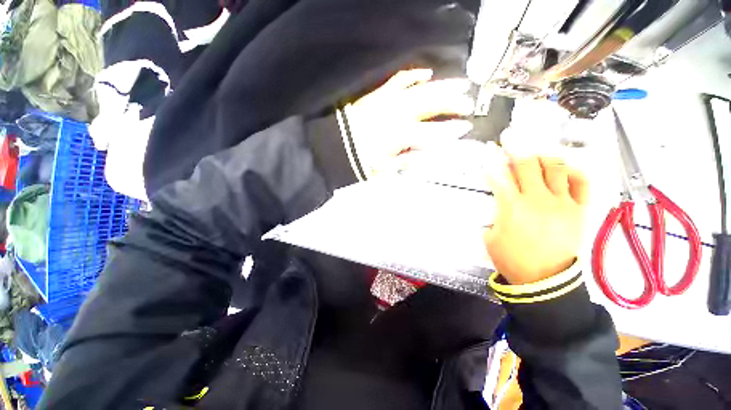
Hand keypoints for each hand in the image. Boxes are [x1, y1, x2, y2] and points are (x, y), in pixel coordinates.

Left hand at [344, 68, 473, 176]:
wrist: (338, 145)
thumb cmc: (363, 160)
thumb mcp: (387, 168)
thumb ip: (410, 160)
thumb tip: (431, 154)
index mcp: (402, 135)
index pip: (433, 132)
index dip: (451, 131)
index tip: (465, 128)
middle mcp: (400, 114)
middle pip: (433, 105)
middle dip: (454, 104)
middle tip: (469, 104)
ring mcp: (390, 100)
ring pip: (423, 89)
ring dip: (444, 86)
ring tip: (461, 84)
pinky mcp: (381, 93)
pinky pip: (401, 79)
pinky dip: (415, 75)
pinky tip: (426, 73)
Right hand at [484, 149, 589, 284]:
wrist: (544, 280)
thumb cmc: (512, 259)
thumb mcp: (490, 237)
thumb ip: (494, 215)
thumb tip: (499, 205)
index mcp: (512, 207)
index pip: (499, 176)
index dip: (491, 160)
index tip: (488, 149)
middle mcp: (537, 200)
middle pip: (526, 165)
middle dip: (516, 147)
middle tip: (511, 137)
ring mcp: (562, 203)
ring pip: (555, 168)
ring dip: (542, 156)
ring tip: (536, 153)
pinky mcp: (579, 210)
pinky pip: (581, 183)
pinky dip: (572, 172)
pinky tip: (564, 169)